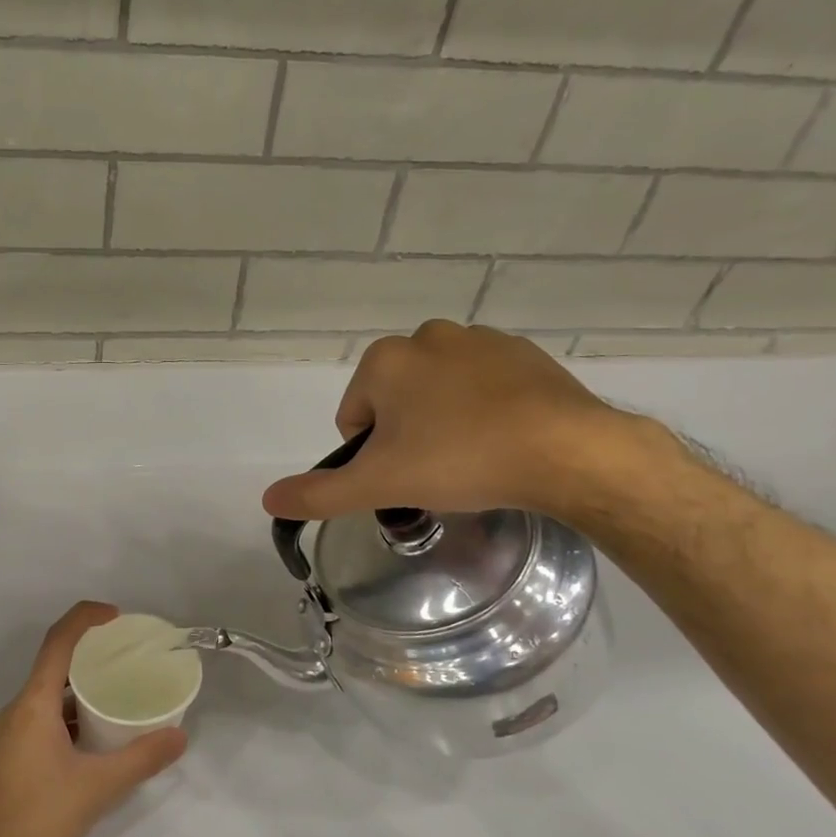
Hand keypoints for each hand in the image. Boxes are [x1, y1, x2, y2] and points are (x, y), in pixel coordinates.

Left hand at [0, 602, 186, 836]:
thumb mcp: (98, 788)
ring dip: (80, 690)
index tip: (118, 617)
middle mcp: (17, 710)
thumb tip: (180, 736)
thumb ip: (141, 759)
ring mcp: (10, 735)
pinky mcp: (10, 757)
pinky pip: (43, 719)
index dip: (86, 619)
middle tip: (128, 658)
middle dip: (90, 655)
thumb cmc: (37, 817)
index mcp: (33, 703)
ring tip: (119, 696)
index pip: (58, 642)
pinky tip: (96, 739)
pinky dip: (70, 716)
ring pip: (48, 697)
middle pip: (54, 666)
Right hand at [261, 320, 639, 522]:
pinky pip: (484, 386)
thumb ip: (319, 493)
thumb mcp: (380, 484)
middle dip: (406, 436)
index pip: (354, 417)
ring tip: (473, 458)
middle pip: (395, 401)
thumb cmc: (460, 460)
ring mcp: (480, 341)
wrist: (568, 451)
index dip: (371, 454)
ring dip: (443, 422)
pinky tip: (504, 439)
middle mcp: (427, 337)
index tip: (403, 476)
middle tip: (436, 472)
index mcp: (385, 361)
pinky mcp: (525, 354)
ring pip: (439, 392)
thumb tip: (267, 499)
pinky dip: (484, 410)